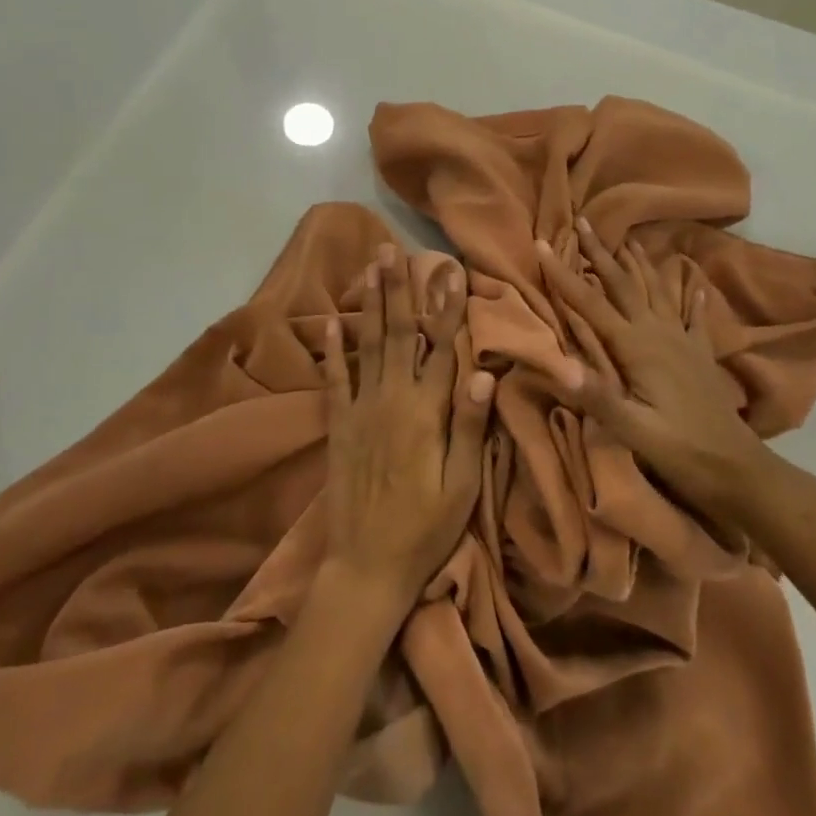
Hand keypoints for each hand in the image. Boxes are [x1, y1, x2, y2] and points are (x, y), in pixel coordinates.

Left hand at [321, 245, 495, 604]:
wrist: (366, 566)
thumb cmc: (424, 528)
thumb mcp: (461, 485)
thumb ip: (470, 426)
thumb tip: (484, 371)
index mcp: (427, 411)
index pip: (441, 347)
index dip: (447, 308)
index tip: (450, 272)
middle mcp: (392, 398)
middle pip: (398, 333)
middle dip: (398, 288)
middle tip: (393, 250)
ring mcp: (361, 408)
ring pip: (367, 344)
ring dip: (369, 303)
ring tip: (369, 267)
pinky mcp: (338, 424)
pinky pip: (334, 378)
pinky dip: (332, 348)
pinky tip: (331, 321)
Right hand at [535, 219, 764, 548]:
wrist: (739, 469)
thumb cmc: (681, 450)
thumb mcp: (635, 431)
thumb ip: (599, 397)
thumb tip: (558, 366)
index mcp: (637, 347)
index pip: (590, 304)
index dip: (564, 274)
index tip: (542, 242)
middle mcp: (658, 333)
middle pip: (623, 284)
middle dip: (600, 252)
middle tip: (583, 221)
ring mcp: (682, 341)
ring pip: (656, 291)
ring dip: (639, 264)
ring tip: (628, 239)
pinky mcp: (699, 355)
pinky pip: (692, 317)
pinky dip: (690, 298)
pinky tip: (693, 284)